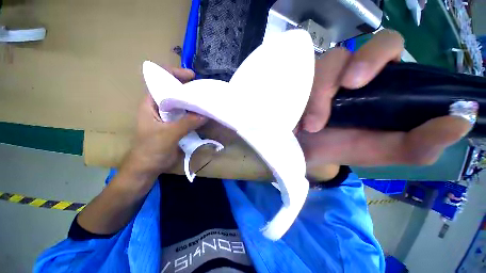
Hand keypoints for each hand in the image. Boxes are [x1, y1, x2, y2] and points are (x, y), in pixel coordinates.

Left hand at [122, 68, 206, 180]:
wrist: (148, 167)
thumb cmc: (150, 149)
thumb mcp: (167, 135)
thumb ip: (186, 124)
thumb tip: (205, 114)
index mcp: (151, 104)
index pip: (161, 82)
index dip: (175, 75)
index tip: (192, 76)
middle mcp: (161, 108)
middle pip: (175, 93)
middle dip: (189, 90)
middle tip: (205, 90)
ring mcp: (170, 117)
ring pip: (183, 105)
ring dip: (194, 103)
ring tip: (208, 100)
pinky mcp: (177, 126)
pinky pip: (188, 116)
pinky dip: (196, 114)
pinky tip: (206, 114)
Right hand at [299, 30, 471, 175]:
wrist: (302, 151)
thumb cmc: (337, 148)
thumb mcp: (380, 151)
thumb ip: (421, 143)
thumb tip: (462, 120)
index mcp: (372, 84)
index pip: (384, 48)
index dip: (378, 56)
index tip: (361, 82)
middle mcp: (344, 74)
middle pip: (350, 49)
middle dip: (349, 68)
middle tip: (345, 89)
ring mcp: (317, 77)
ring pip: (321, 66)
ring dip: (318, 95)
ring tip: (311, 125)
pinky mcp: (297, 83)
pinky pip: (300, 77)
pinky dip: (301, 95)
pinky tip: (298, 115)